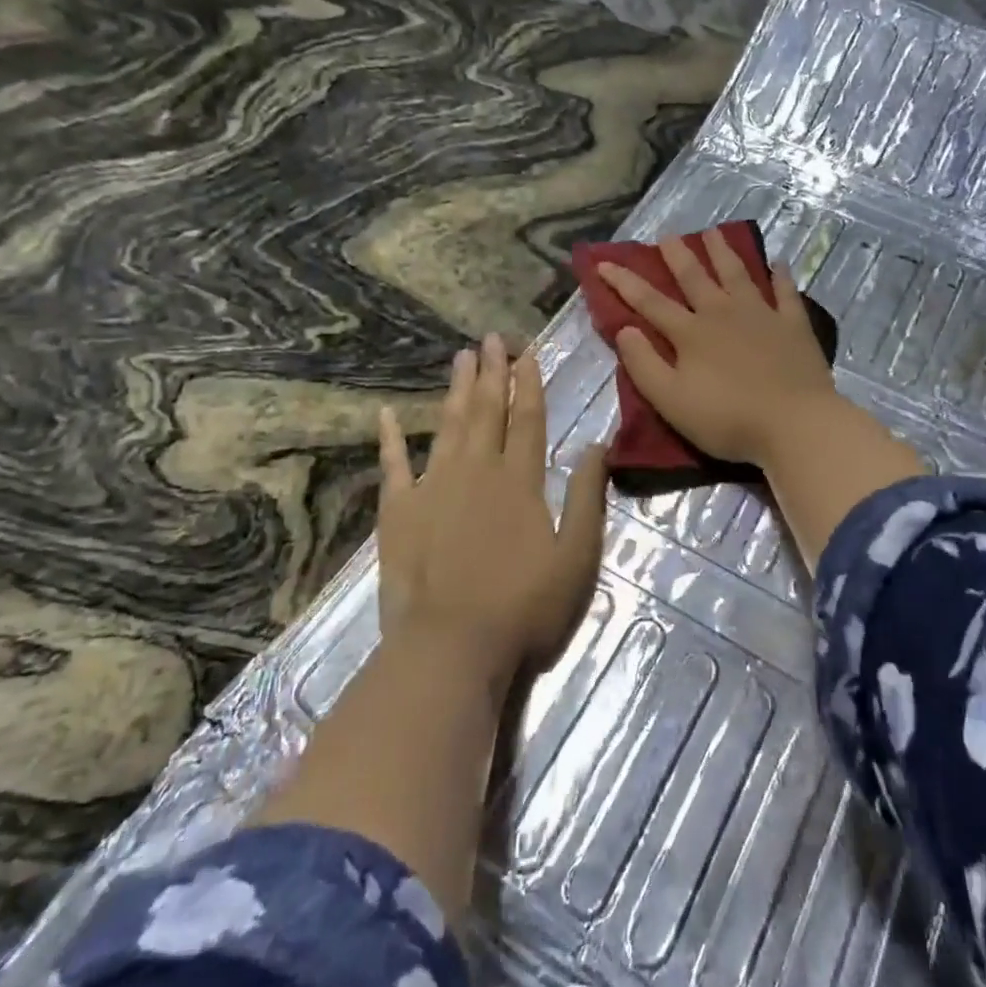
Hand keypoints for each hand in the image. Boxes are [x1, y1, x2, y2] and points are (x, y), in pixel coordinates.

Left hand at [376, 334, 607, 688]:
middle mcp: (477, 471)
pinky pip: (393, 465)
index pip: (528, 418)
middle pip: (486, 411)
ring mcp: (434, 488)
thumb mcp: (577, 556)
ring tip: (460, 358)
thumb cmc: (524, 606)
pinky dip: (390, 438)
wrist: (451, 648)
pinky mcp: (400, 512)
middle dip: (491, 372)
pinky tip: (387, 413)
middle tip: (491, 338)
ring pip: (448, 426)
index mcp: (520, 480)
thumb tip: (598, 444)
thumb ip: (588, 496)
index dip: (529, 383)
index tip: (526, 352)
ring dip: (455, 390)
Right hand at [595, 228, 840, 466]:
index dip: (624, 282)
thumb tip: (624, 329)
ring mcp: (761, 315)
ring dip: (723, 252)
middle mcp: (723, 313)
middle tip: (667, 235)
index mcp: (690, 333)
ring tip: (714, 232)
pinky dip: (780, 276)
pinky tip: (778, 263)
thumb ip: (644, 365)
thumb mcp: (671, 401)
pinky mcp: (793, 325)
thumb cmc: (727, 419)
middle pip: (695, 277)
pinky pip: (785, 293)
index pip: (649, 301)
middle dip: (677, 255)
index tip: (604, 262)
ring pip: (738, 274)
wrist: (794, 424)